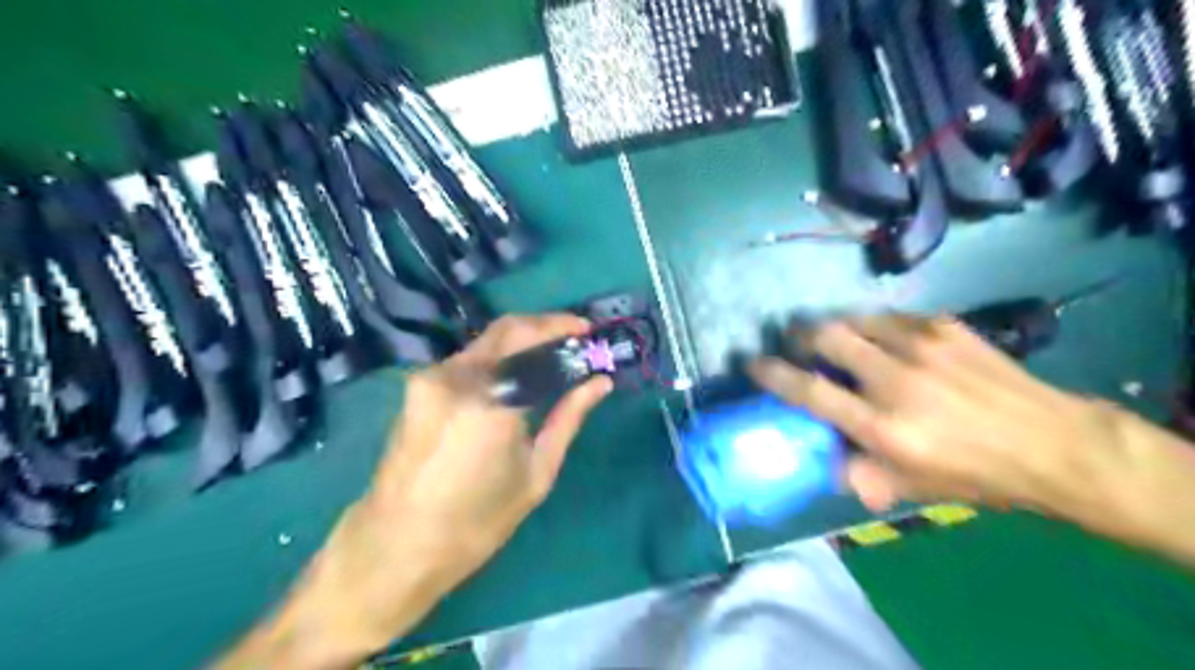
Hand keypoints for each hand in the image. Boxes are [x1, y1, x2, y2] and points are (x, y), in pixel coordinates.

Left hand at [222, 315, 608, 664]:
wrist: (395, 546)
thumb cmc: (476, 522)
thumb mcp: (536, 472)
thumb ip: (568, 417)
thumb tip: (600, 383)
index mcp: (491, 402)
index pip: (534, 341)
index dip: (565, 330)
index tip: (588, 332)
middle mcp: (456, 377)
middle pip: (507, 329)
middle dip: (544, 325)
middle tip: (573, 336)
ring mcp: (430, 378)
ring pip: (486, 343)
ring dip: (520, 344)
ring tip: (550, 358)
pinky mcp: (418, 386)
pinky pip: (469, 360)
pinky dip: (498, 360)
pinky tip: (515, 377)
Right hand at [750, 315, 1130, 522]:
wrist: (1054, 444)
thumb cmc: (977, 474)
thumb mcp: (911, 489)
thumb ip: (860, 475)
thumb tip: (826, 461)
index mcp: (882, 425)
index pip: (810, 391)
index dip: (773, 374)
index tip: (754, 363)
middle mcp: (894, 379)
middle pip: (826, 336)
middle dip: (801, 335)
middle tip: (797, 343)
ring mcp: (921, 345)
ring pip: (856, 319)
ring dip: (838, 328)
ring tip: (840, 340)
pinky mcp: (945, 326)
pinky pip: (892, 318)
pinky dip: (877, 327)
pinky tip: (886, 341)